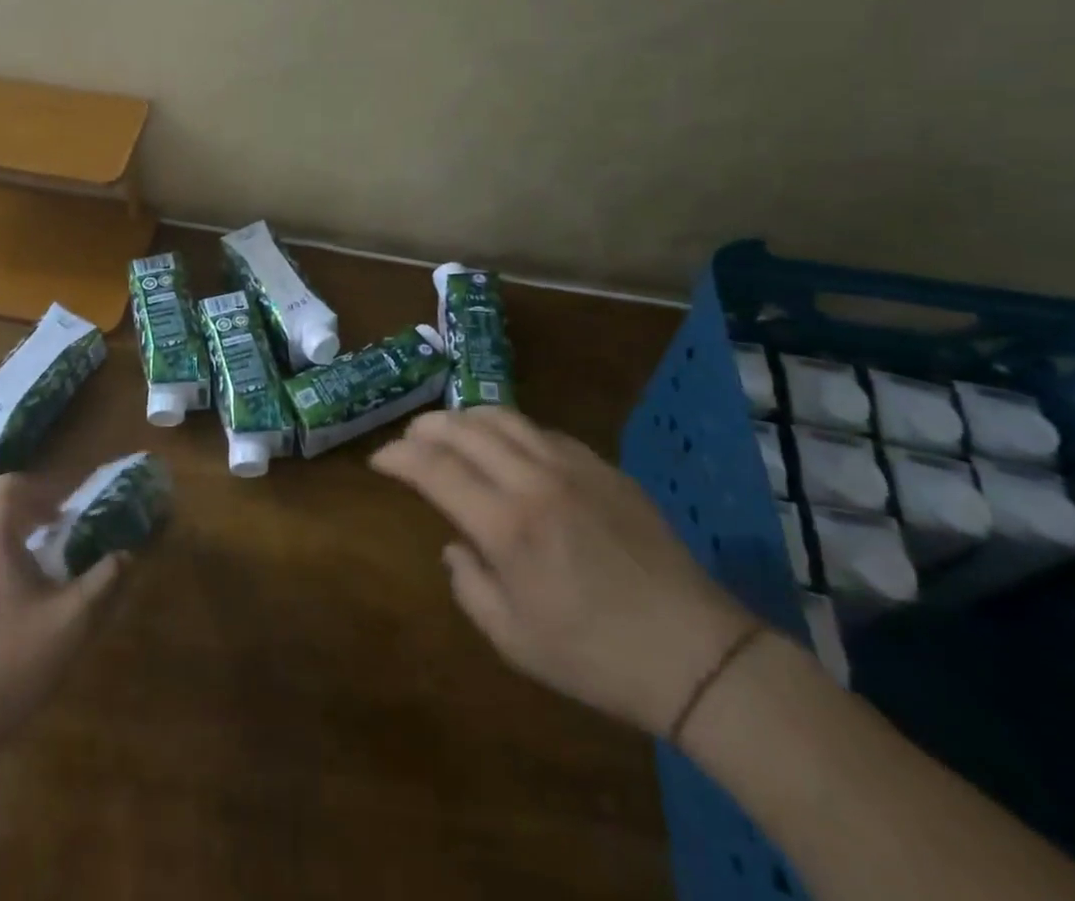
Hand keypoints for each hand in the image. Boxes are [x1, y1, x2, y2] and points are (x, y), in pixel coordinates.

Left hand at [0, 475, 126, 749]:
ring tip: (30, 605)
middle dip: (29, 537)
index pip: (9, 488)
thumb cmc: (8, 663)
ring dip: (5, 569)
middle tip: (56, 564)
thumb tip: (126, 555)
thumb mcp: (71, 622)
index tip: (64, 515)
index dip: (41, 491)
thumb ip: (104, 580)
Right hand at [371, 406, 756, 735]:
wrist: (695, 654)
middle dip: (426, 428)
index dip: (397, 457)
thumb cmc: (595, 657)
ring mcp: (573, 466)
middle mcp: (533, 480)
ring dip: (466, 417)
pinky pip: (543, 431)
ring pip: (504, 417)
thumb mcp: (514, 641)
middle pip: (464, 428)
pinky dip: (511, 430)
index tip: (379, 460)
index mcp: (506, 525)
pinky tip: (509, 449)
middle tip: (409, 440)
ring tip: (450, 430)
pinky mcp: (603, 467)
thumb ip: (469, 586)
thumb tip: (455, 546)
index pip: (433, 468)